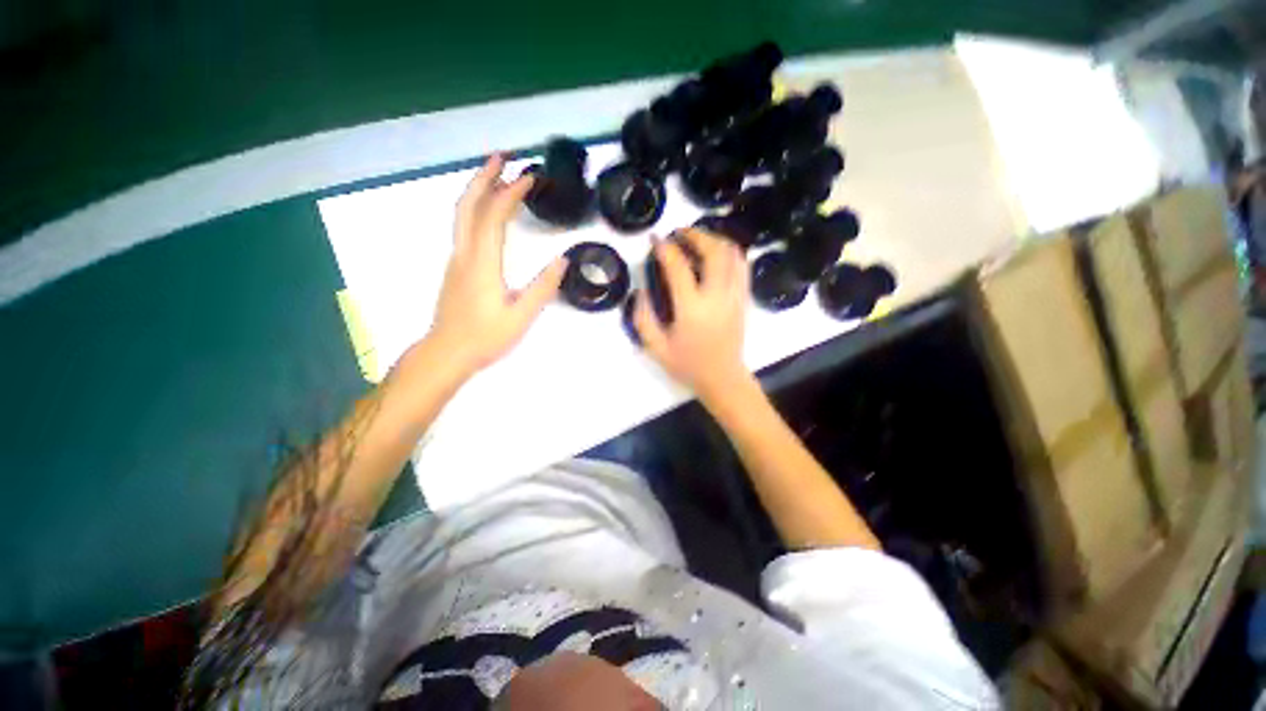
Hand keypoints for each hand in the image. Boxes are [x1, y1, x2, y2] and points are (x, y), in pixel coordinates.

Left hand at [427, 154, 567, 376]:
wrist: (446, 353)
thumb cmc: (485, 337)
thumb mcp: (521, 317)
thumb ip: (543, 288)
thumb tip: (564, 260)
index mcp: (482, 263)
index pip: (493, 216)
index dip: (510, 193)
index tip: (529, 177)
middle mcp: (464, 253)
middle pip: (468, 205)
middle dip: (484, 177)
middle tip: (501, 157)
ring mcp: (455, 259)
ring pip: (461, 214)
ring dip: (477, 190)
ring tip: (495, 176)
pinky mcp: (454, 268)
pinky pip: (463, 227)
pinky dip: (475, 209)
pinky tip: (486, 212)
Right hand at [632, 229, 750, 399]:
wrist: (722, 378)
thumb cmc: (688, 365)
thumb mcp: (655, 348)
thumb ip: (643, 318)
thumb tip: (640, 290)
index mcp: (692, 309)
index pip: (679, 267)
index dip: (665, 248)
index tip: (655, 239)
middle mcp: (717, 297)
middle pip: (713, 251)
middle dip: (696, 234)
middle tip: (679, 233)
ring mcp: (735, 295)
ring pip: (732, 253)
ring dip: (714, 239)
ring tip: (697, 239)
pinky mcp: (743, 298)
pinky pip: (742, 265)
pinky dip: (729, 251)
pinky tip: (716, 253)